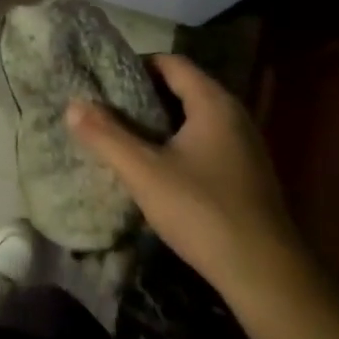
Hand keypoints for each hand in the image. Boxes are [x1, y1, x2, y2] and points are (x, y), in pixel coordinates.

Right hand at [65, 54, 299, 290]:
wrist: (265, 275)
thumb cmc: (202, 211)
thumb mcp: (144, 172)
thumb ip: (106, 135)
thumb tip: (73, 104)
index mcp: (213, 103)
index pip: (171, 63)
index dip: (134, 65)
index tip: (102, 81)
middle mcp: (234, 115)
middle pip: (181, 88)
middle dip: (142, 95)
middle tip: (104, 109)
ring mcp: (243, 145)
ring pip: (192, 118)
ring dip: (158, 122)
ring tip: (121, 136)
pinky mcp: (245, 173)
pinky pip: (204, 141)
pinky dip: (176, 143)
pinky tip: (154, 167)